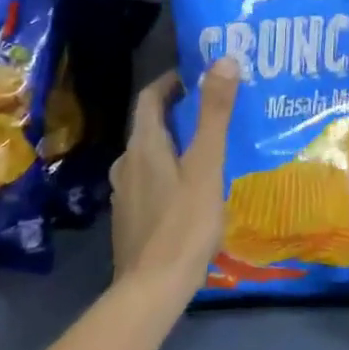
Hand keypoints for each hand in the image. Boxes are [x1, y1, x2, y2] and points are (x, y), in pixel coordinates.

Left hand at [109, 57, 239, 300]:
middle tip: (212, 110)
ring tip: (206, 148)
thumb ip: (215, 113)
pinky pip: (149, 181)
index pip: (149, 97)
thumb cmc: (183, 223)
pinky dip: (168, 171)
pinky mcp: (130, 218)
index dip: (170, 81)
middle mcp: (127, 163)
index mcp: (143, 145)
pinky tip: (191, 189)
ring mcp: (124, 193)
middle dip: (178, 113)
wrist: (151, 290)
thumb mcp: (206, 165)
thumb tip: (224, 59)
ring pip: (149, 156)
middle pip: (149, 126)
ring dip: (173, 143)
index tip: (197, 74)